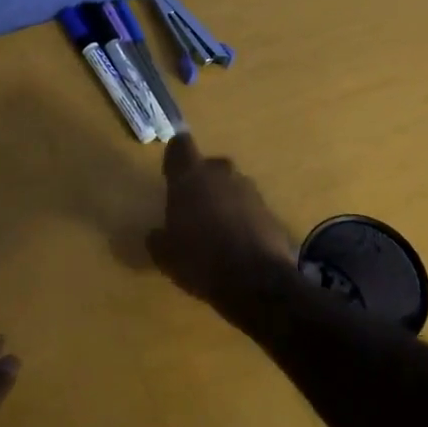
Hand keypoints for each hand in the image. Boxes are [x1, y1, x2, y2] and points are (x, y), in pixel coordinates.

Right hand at [146, 135, 300, 331]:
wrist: (256, 281)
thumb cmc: (199, 259)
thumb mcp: (164, 255)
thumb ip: (158, 238)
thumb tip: (156, 234)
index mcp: (190, 176)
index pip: (180, 145)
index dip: (175, 157)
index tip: (171, 174)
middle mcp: (221, 174)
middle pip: (209, 166)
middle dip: (201, 182)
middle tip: (192, 208)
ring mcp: (249, 190)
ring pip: (231, 186)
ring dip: (223, 200)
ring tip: (216, 230)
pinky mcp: (270, 211)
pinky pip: (249, 207)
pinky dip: (242, 219)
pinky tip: (236, 244)